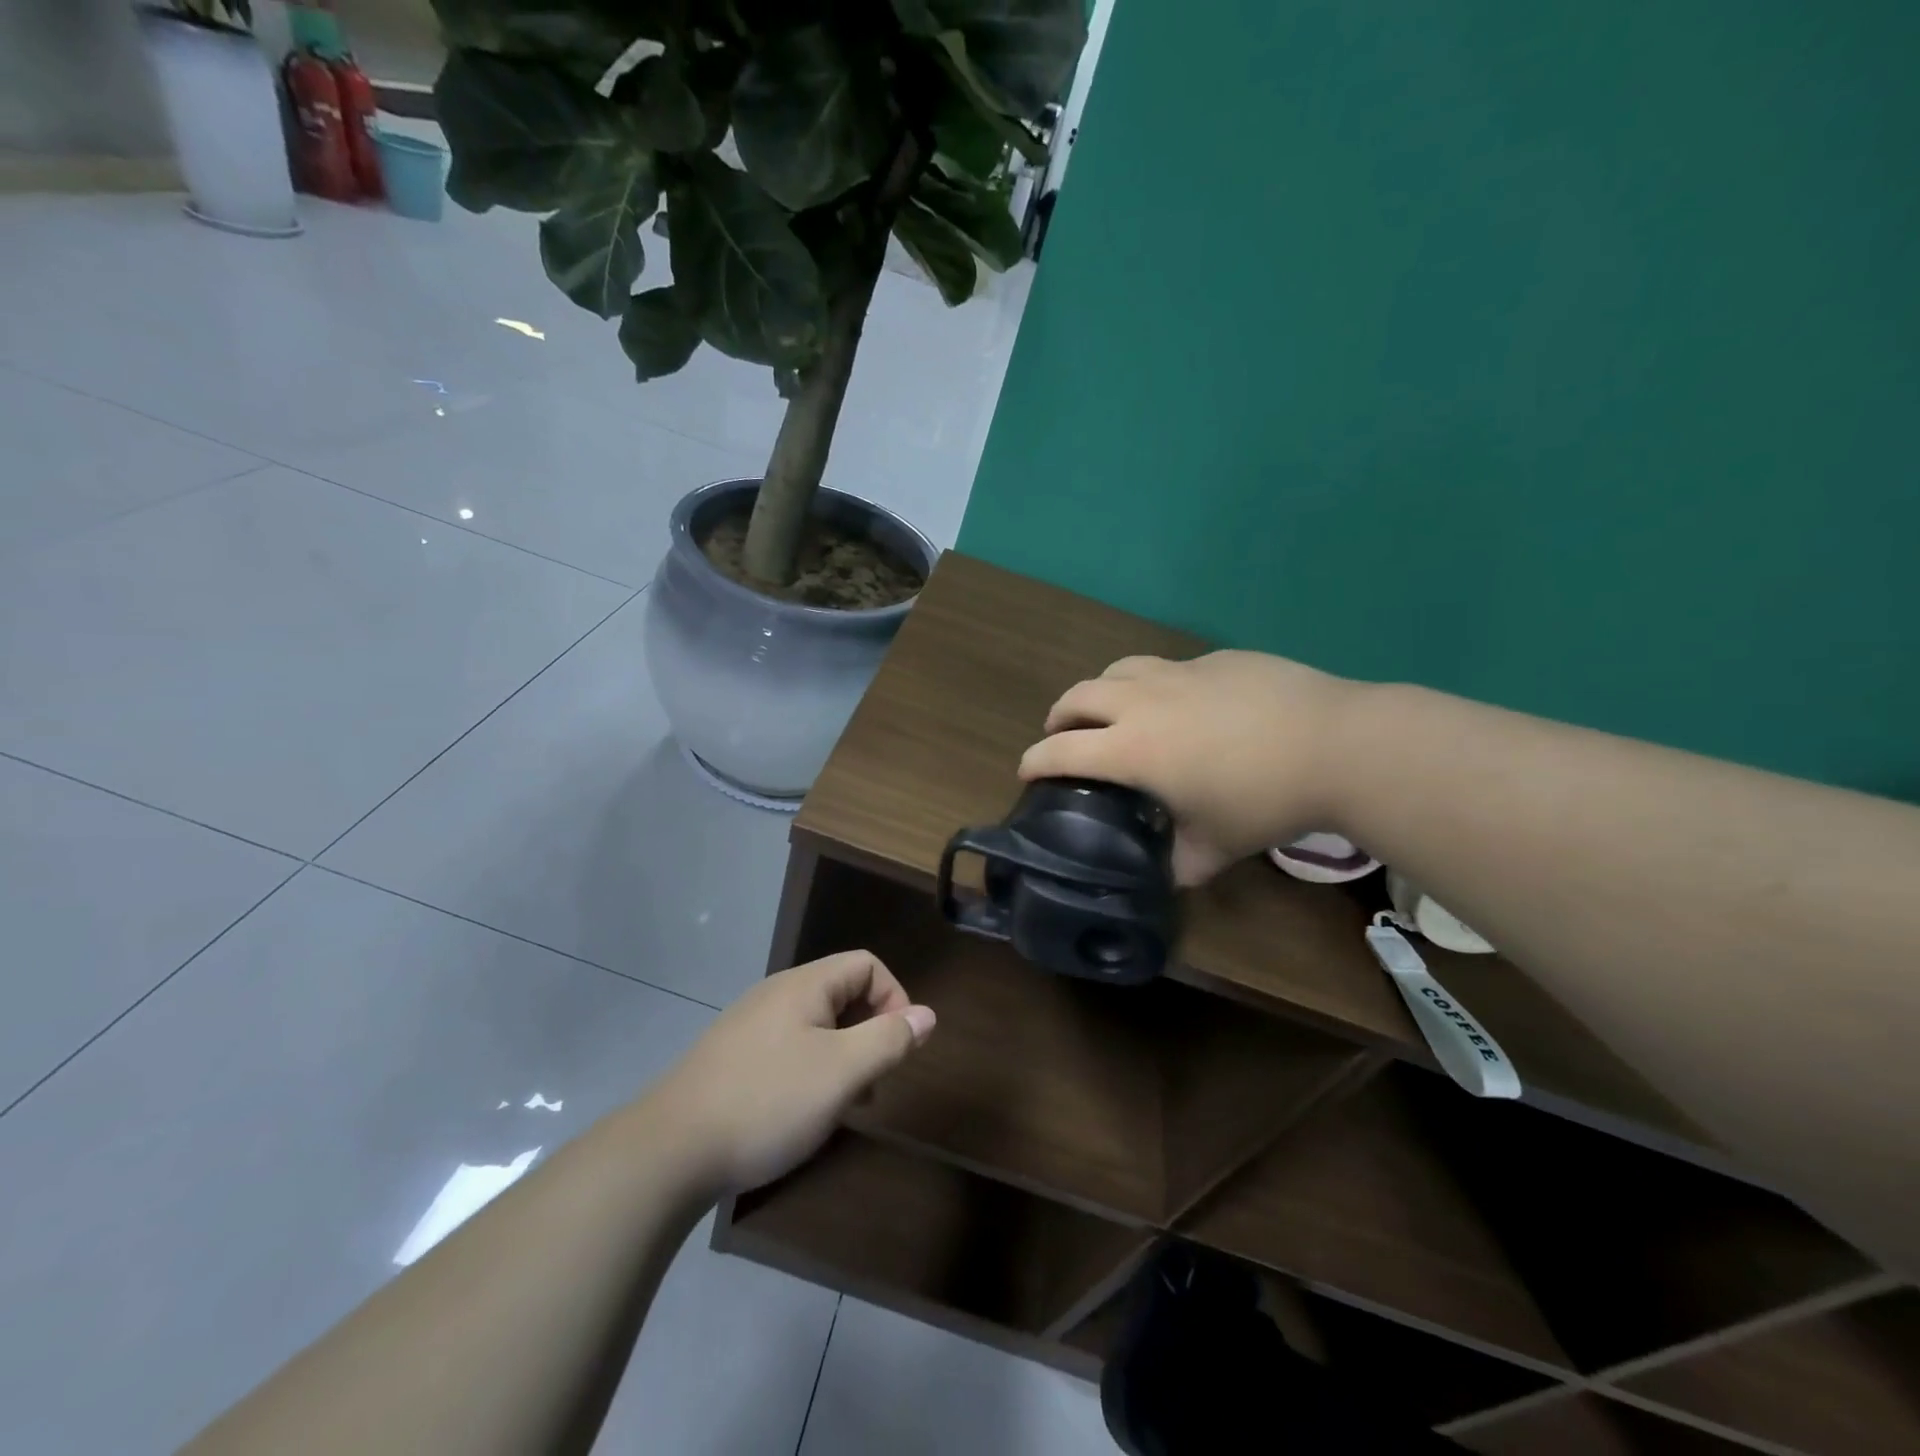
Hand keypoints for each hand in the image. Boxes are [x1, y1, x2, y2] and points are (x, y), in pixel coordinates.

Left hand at [653, 951, 934, 1195]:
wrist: (669, 1151)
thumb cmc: (767, 1102)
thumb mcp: (841, 1073)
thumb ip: (888, 1040)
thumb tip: (927, 1015)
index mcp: (804, 985)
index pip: (867, 965)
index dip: (894, 998)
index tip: (898, 1047)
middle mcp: (777, 994)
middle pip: (842, 992)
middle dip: (870, 1030)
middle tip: (875, 1081)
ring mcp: (750, 1025)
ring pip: (816, 1025)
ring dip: (843, 1055)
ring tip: (846, 1104)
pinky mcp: (733, 1057)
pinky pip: (789, 1047)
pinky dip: (812, 1069)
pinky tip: (803, 1111)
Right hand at [1019, 650, 1362, 885]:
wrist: (1335, 743)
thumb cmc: (1265, 800)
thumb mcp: (1217, 847)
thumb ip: (1181, 864)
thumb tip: (1169, 877)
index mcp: (1133, 749)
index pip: (1061, 749)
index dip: (1034, 760)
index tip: (1025, 771)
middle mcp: (1143, 702)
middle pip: (1078, 696)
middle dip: (1059, 716)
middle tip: (1062, 735)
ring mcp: (1179, 674)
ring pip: (1118, 669)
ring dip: (1101, 690)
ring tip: (1111, 709)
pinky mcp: (1214, 660)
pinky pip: (1167, 668)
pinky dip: (1153, 684)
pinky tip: (1181, 704)